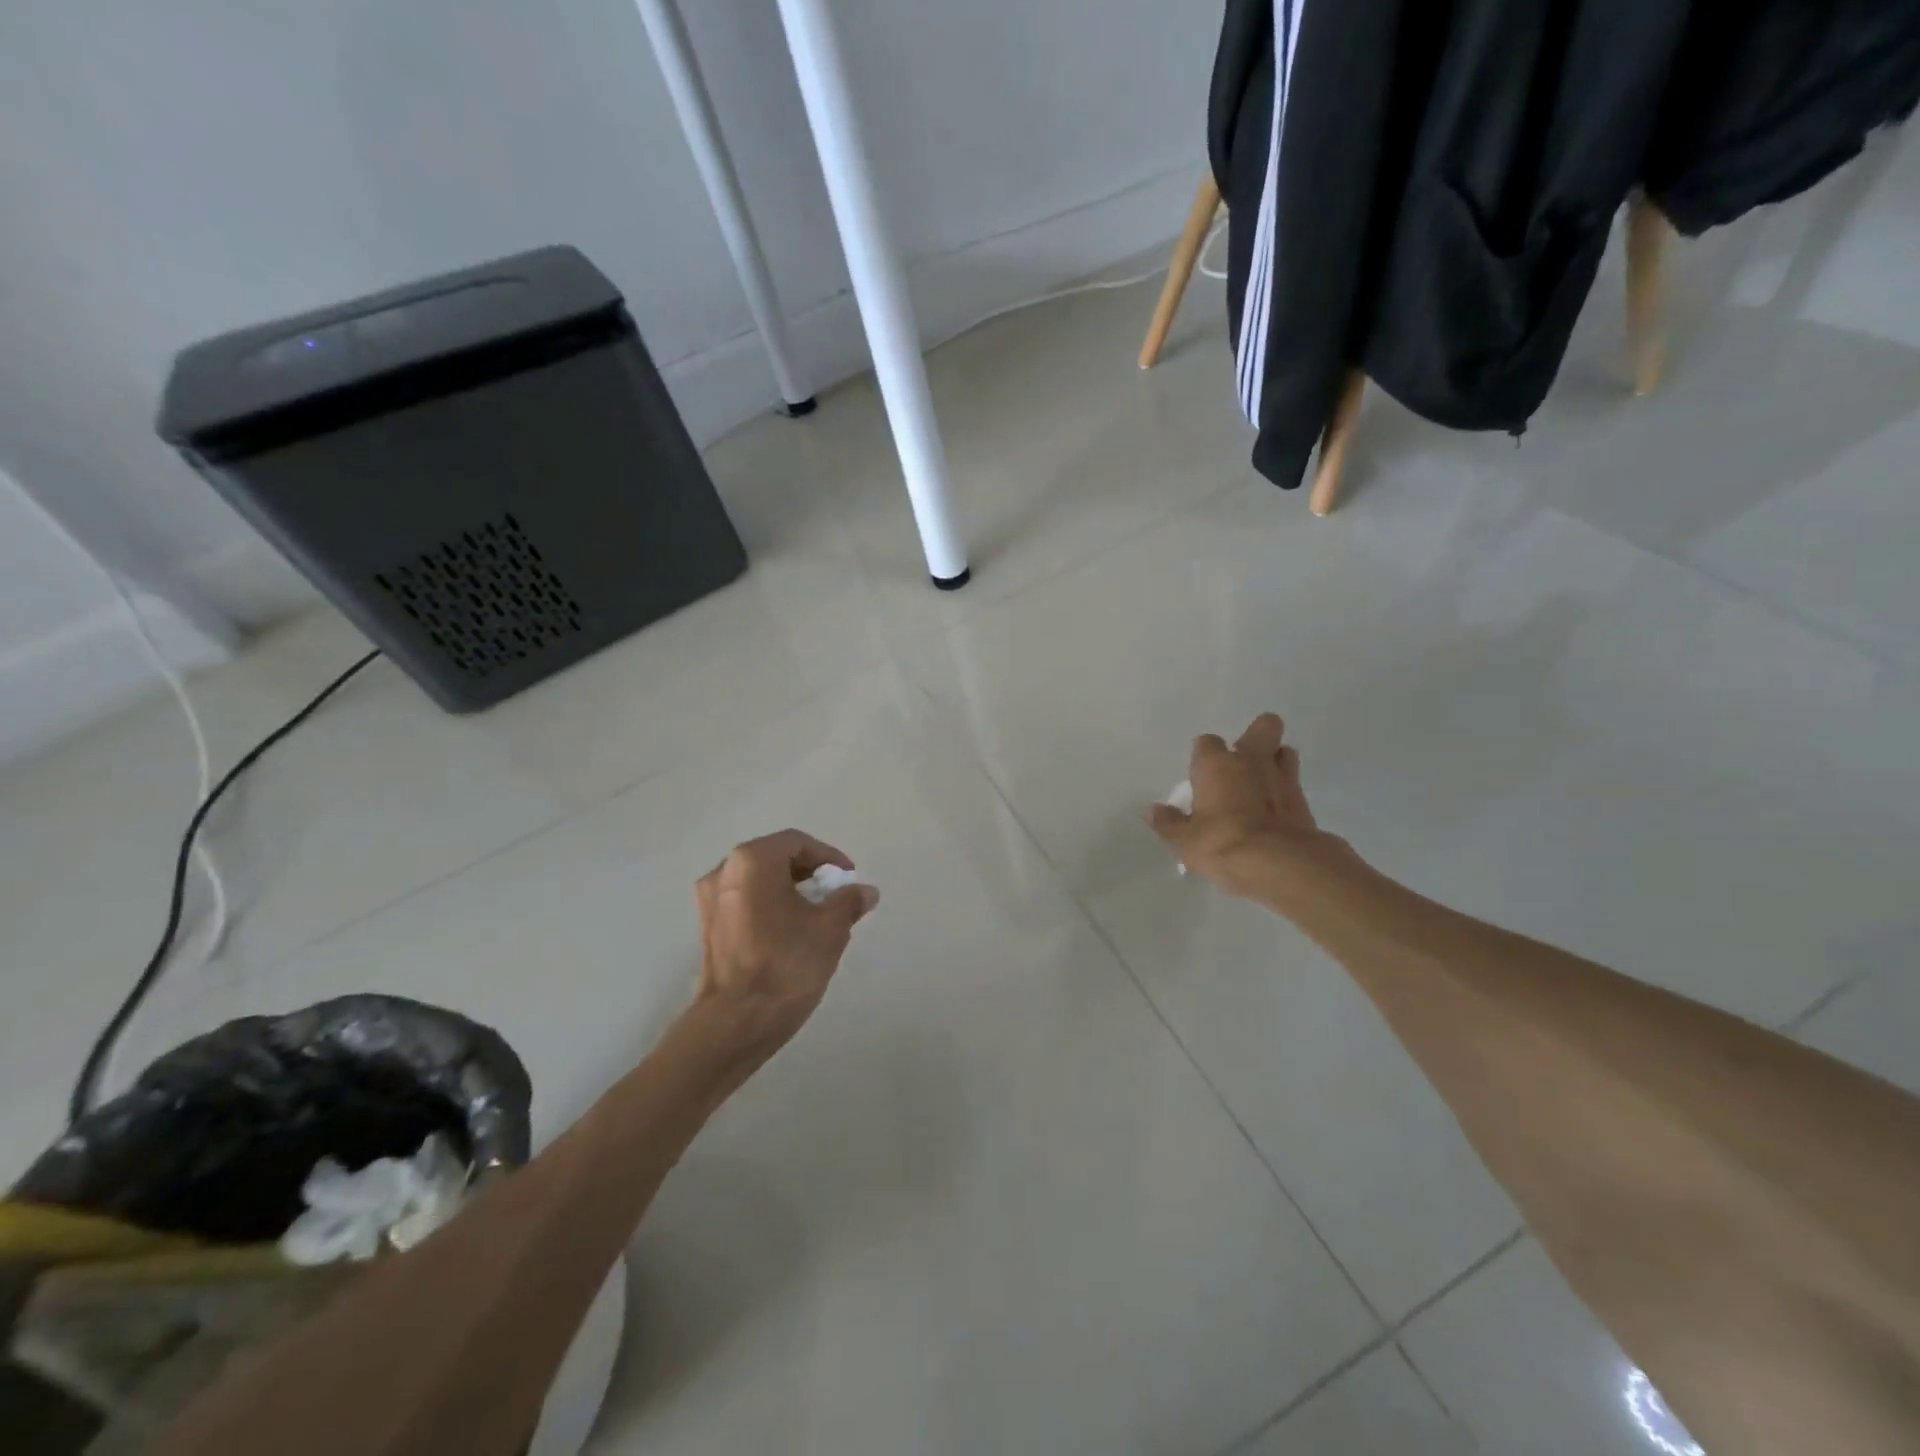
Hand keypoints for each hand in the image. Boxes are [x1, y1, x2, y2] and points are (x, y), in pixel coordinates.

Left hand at [689, 830, 878, 1078]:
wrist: (736, 1022)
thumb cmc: (785, 964)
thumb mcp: (830, 929)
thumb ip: (849, 902)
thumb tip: (865, 891)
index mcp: (753, 861)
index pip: (797, 842)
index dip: (828, 857)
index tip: (847, 879)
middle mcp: (724, 871)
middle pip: (774, 858)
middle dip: (809, 874)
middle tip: (835, 895)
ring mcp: (710, 900)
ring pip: (758, 881)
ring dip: (789, 890)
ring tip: (817, 915)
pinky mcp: (707, 928)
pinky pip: (745, 902)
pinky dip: (769, 906)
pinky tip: (790, 932)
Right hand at [1148, 714, 1331, 898]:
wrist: (1279, 864)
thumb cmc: (1221, 844)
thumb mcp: (1184, 841)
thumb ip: (1169, 822)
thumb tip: (1153, 810)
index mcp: (1216, 764)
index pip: (1206, 742)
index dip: (1204, 755)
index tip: (1200, 774)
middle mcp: (1251, 761)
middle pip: (1264, 726)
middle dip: (1257, 736)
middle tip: (1244, 761)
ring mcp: (1283, 777)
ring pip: (1285, 751)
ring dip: (1276, 761)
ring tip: (1263, 783)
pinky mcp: (1305, 801)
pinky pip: (1295, 785)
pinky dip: (1286, 793)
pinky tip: (1277, 812)